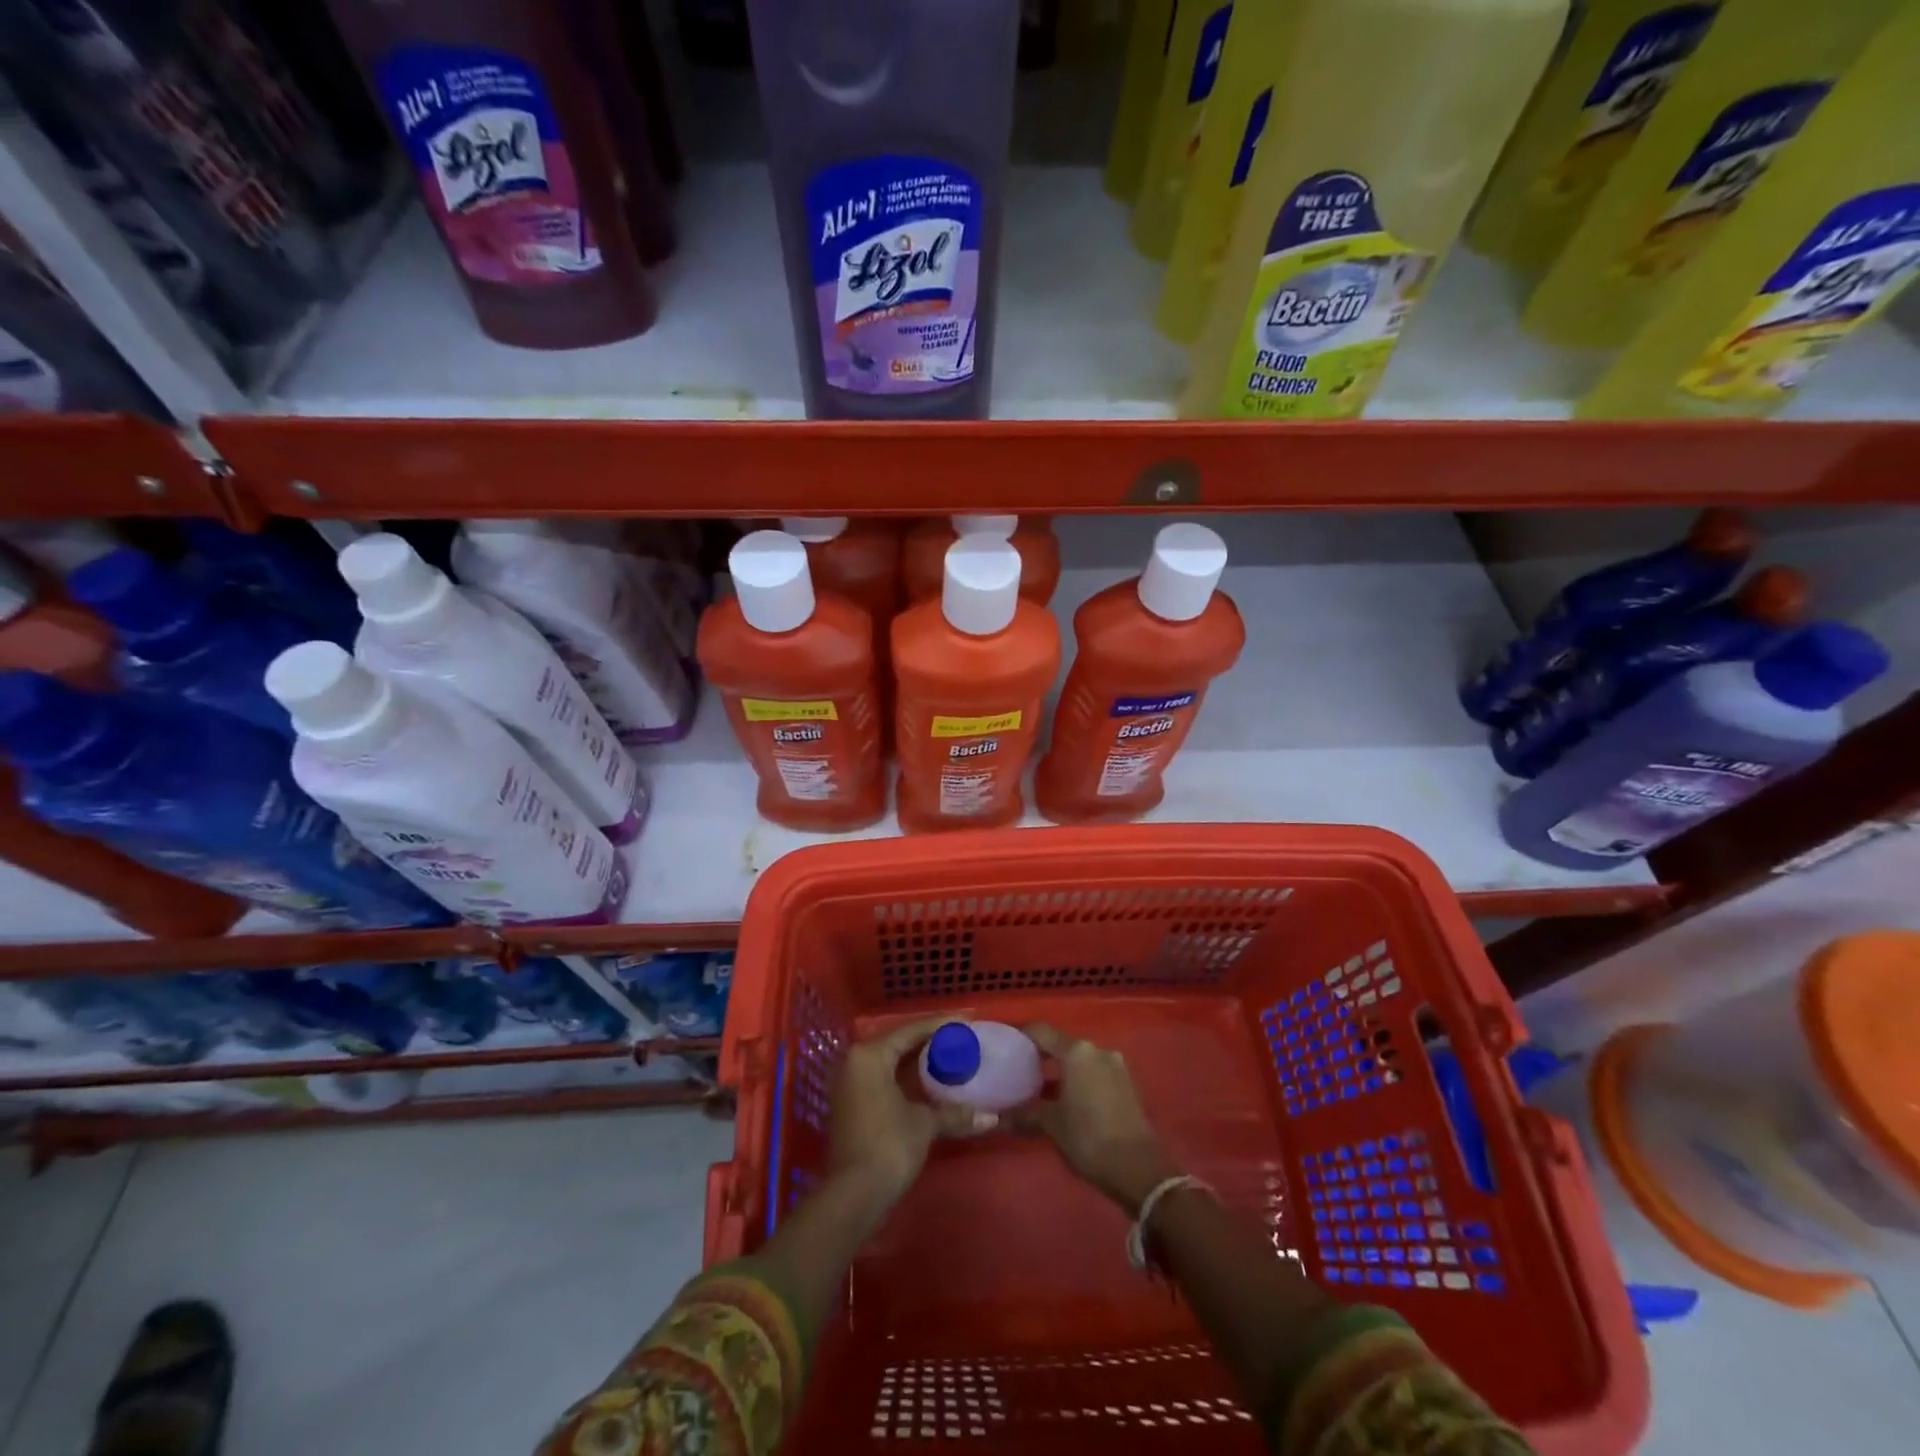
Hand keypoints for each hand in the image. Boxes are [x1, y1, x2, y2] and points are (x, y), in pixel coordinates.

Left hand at [827, 1017, 997, 1206]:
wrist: (854, 1195)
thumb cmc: (889, 1145)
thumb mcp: (925, 1124)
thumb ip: (955, 1113)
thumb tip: (991, 1117)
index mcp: (870, 1055)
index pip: (910, 1031)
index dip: (940, 1026)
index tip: (965, 1022)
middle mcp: (854, 1062)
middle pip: (898, 1044)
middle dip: (928, 1043)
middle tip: (959, 1040)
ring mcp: (849, 1084)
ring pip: (889, 1063)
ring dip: (916, 1062)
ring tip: (948, 1058)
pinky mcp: (850, 1105)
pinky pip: (882, 1079)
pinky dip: (904, 1079)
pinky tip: (927, 1084)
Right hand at [1019, 1024, 1178, 1213]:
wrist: (1139, 1169)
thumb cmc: (1089, 1138)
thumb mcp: (1052, 1126)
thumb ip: (1024, 1115)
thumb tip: (997, 1117)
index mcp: (1077, 1052)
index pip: (1042, 1031)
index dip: (1022, 1036)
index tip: (1006, 1047)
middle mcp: (1097, 1050)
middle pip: (1062, 1044)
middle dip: (1041, 1056)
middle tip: (1019, 1071)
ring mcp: (1115, 1066)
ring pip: (1080, 1060)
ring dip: (1061, 1070)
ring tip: (1040, 1089)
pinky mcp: (1126, 1084)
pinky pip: (1094, 1072)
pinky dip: (1079, 1080)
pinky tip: (1066, 1100)